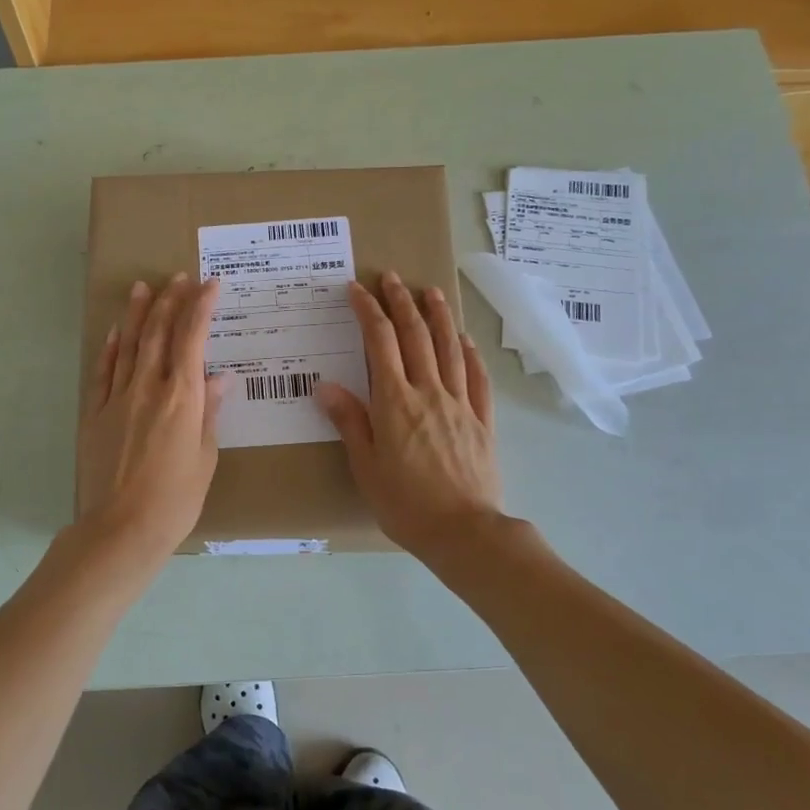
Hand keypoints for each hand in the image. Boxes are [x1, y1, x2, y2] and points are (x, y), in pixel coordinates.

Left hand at [77, 274, 227, 553]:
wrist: (121, 528)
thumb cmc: (176, 500)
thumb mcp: (205, 458)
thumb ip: (209, 414)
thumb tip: (219, 379)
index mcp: (183, 398)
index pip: (193, 339)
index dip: (201, 307)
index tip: (210, 284)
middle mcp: (149, 389)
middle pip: (158, 334)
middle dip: (169, 301)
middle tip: (177, 277)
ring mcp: (117, 399)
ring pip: (128, 346)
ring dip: (137, 315)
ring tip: (142, 288)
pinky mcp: (95, 415)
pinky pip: (103, 373)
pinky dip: (110, 349)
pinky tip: (114, 333)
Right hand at [317, 271, 503, 559]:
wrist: (463, 531)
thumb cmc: (405, 503)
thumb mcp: (365, 466)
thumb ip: (349, 421)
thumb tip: (326, 386)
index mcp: (395, 402)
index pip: (380, 343)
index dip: (368, 312)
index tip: (357, 289)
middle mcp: (429, 392)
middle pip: (416, 336)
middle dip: (402, 302)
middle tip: (392, 278)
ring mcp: (461, 404)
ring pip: (450, 348)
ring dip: (439, 316)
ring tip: (431, 291)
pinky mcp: (483, 420)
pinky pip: (478, 377)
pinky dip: (470, 353)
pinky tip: (465, 340)